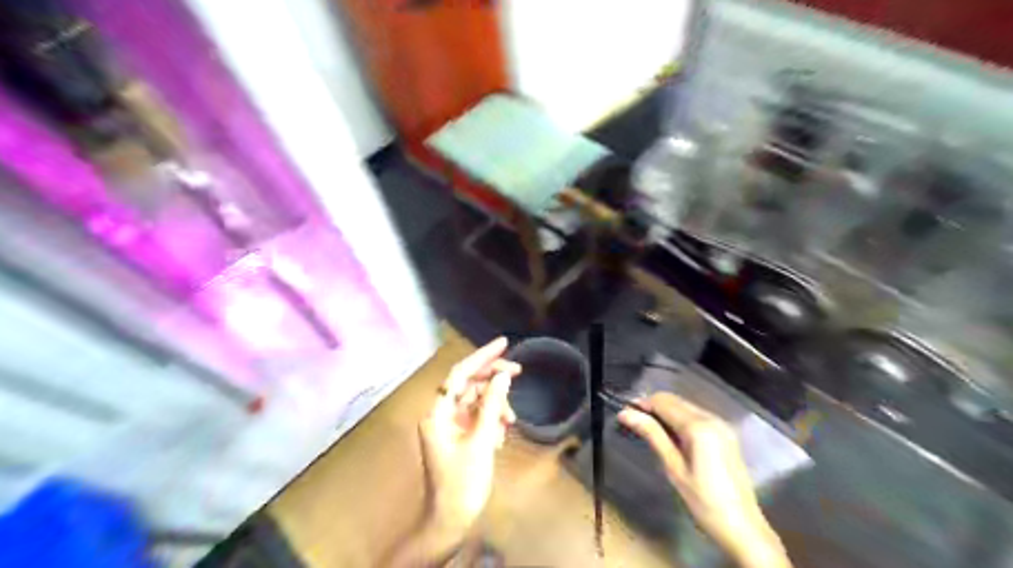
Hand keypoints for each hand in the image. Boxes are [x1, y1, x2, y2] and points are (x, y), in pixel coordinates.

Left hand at [416, 339, 517, 538]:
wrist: (451, 520)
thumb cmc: (463, 483)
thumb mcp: (481, 442)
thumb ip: (491, 406)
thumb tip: (503, 376)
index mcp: (437, 413)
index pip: (459, 374)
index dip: (481, 356)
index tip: (503, 344)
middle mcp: (440, 414)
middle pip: (468, 384)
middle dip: (493, 380)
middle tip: (518, 372)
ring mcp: (449, 425)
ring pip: (476, 401)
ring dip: (495, 406)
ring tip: (510, 421)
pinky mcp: (458, 436)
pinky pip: (477, 417)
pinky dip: (491, 420)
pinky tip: (500, 435)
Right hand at [617, 394, 789, 567]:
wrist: (743, 527)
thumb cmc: (703, 501)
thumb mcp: (673, 468)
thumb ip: (652, 435)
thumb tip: (625, 413)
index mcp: (699, 426)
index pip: (663, 402)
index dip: (642, 404)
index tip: (624, 413)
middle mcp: (712, 418)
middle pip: (675, 400)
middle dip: (653, 407)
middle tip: (634, 422)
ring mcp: (722, 425)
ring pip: (686, 406)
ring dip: (666, 412)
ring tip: (649, 431)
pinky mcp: (726, 434)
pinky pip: (697, 416)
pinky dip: (680, 419)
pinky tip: (672, 437)